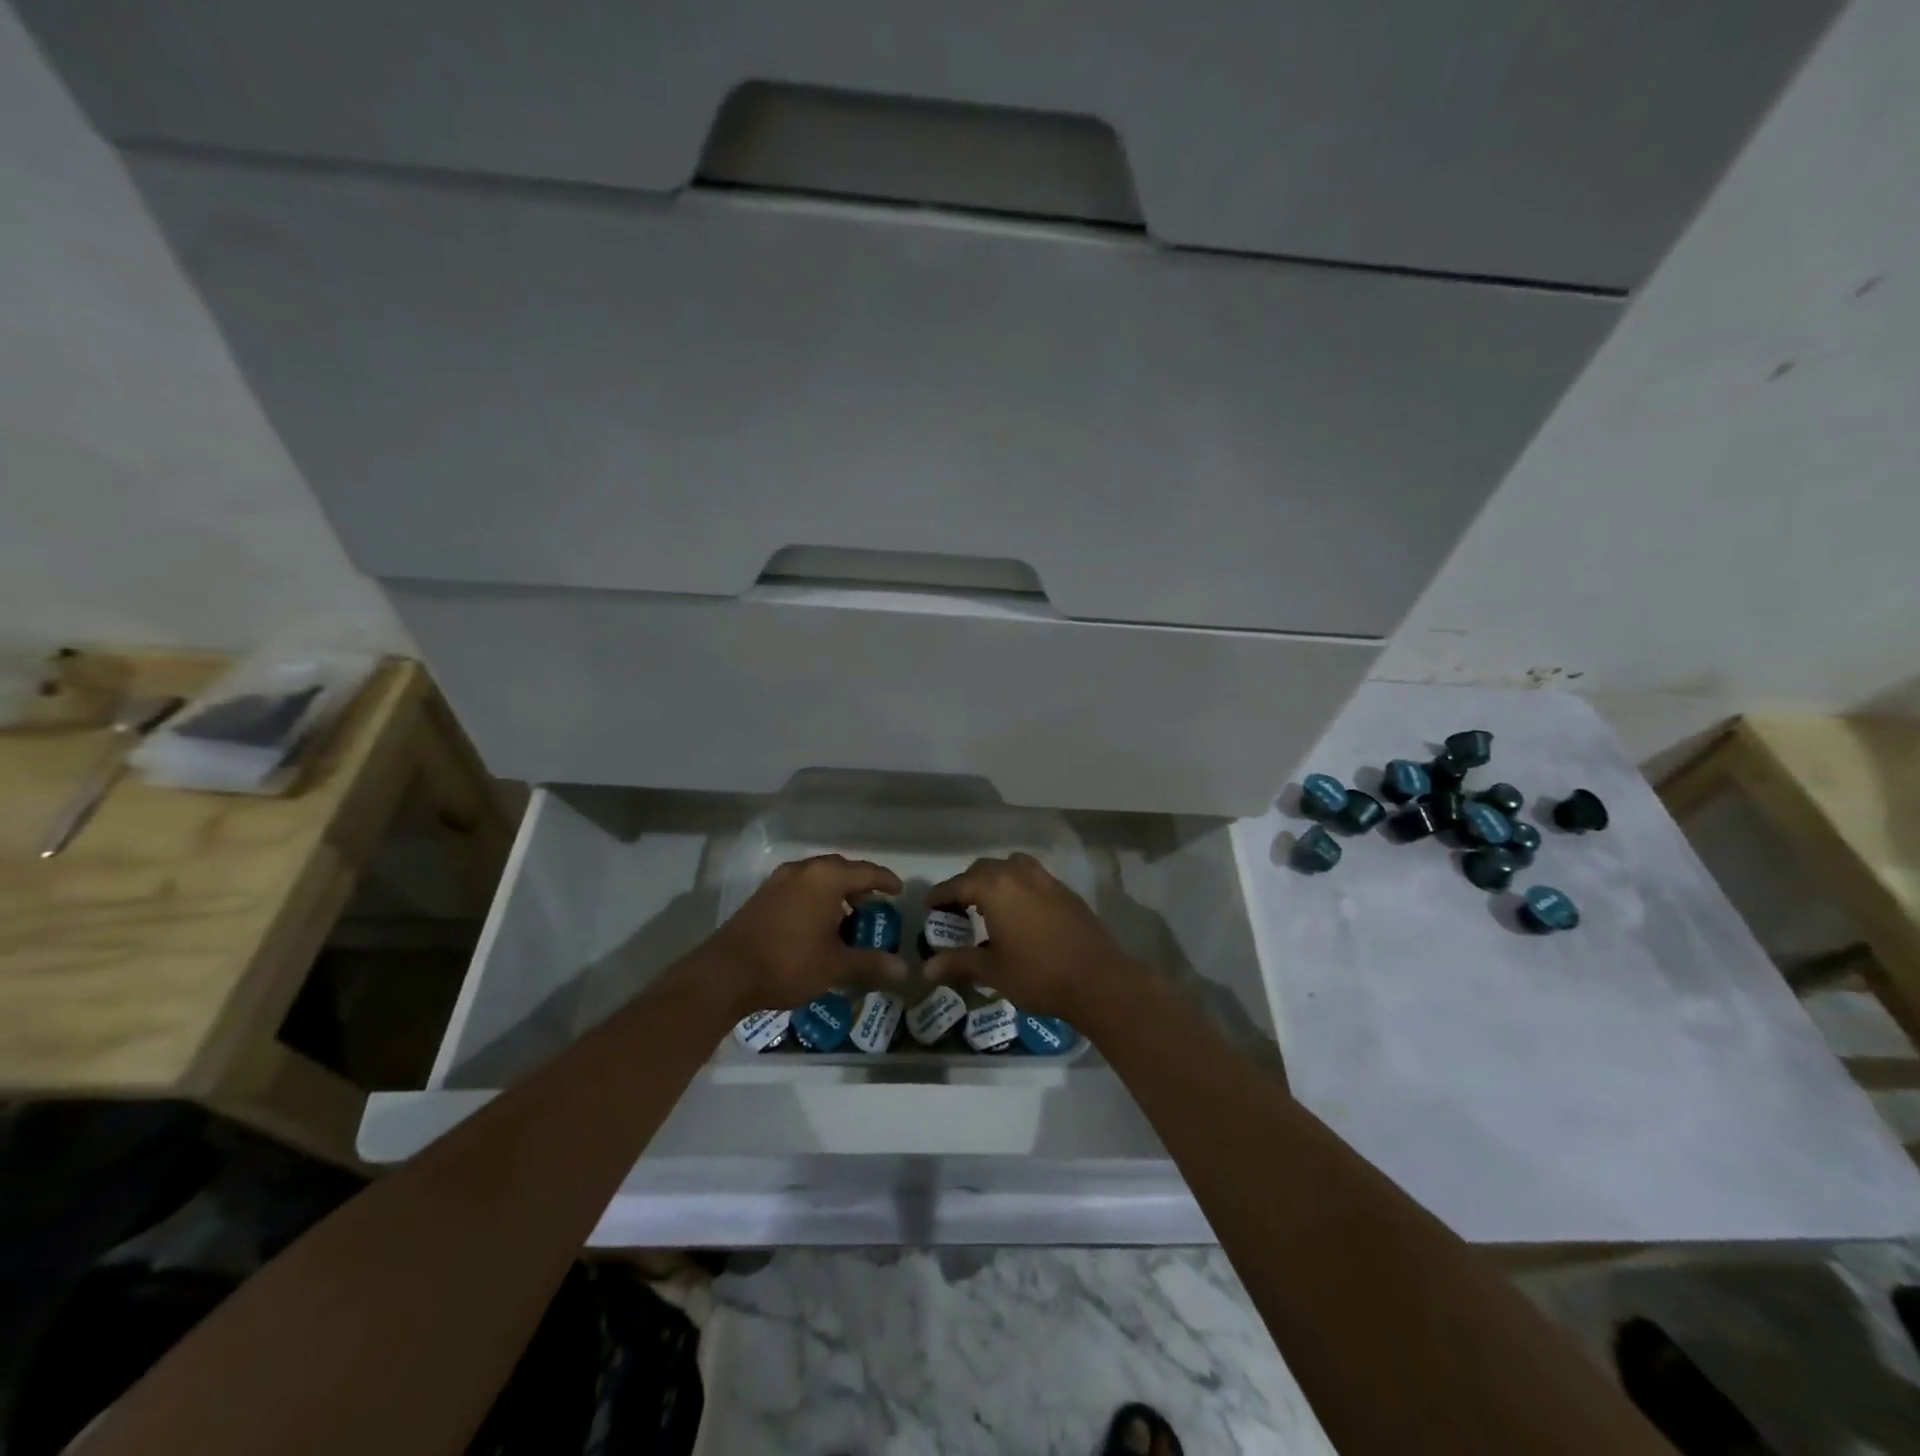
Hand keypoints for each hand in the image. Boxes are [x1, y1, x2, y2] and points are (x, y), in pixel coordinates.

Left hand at [705, 854, 905, 1014]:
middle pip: (840, 869)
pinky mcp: (762, 896)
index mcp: (826, 878)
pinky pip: (800, 887)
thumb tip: (904, 970)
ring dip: (836, 892)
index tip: (899, 891)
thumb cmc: (788, 963)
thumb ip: (871, 963)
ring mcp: (779, 881)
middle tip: (874, 906)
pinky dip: (815, 898)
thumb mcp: (835, 966)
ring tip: (847, 918)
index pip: (866, 871)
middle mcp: (803, 870)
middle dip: (860, 885)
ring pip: (817, 878)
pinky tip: (818, 925)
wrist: (725, 974)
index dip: (886, 881)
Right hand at [923, 853, 1130, 1019]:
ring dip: (996, 880)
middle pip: (984, 869)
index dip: (940, 895)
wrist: (1097, 979)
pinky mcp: (1066, 892)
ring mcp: (1046, 880)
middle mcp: (1019, 874)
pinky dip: (1019, 888)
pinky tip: (1020, 913)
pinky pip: (1033, 879)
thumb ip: (958, 962)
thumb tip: (926, 968)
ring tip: (989, 906)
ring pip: (1012, 867)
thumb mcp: (992, 970)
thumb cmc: (1037, 974)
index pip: (958, 884)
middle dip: (967, 885)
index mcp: (995, 888)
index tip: (928, 905)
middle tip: (956, 908)